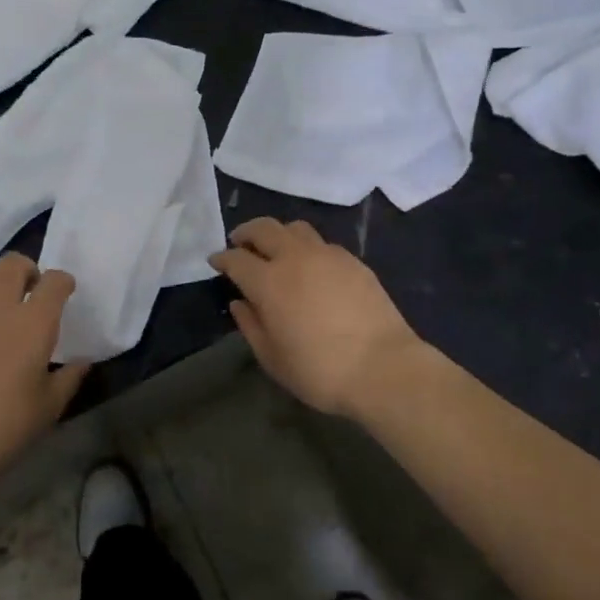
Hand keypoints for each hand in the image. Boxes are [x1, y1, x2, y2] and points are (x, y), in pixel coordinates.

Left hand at [0, 254, 88, 499]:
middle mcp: (0, 306)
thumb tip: (83, 362)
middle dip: (25, 270)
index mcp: (35, 322)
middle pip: (13, 263)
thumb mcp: (50, 406)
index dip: (62, 282)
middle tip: (27, 290)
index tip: (63, 293)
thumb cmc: (6, 425)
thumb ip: (69, 377)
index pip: (55, 280)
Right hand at [209, 218, 421, 419]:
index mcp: (269, 282)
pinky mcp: (352, 260)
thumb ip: (251, 326)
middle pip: (264, 228)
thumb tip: (239, 302)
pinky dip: (306, 247)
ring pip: (295, 228)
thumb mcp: (273, 359)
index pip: (236, 258)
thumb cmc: (320, 371)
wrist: (384, 367)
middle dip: (246, 232)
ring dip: (278, 234)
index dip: (222, 258)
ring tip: (275, 249)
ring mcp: (326, 254)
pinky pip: (321, 243)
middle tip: (239, 242)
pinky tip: (310, 266)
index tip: (215, 261)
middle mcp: (294, 258)